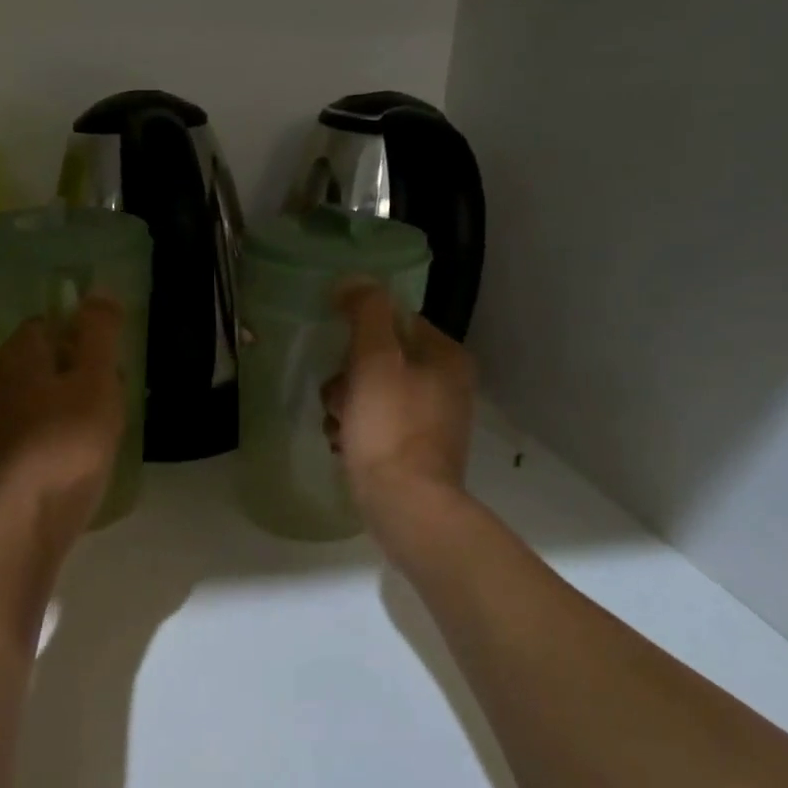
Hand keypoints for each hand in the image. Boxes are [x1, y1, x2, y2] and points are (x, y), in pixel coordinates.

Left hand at [0, 295, 126, 552]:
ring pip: (42, 392)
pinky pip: (41, 424)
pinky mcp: (11, 454)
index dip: (77, 329)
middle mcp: (2, 382)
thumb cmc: (71, 438)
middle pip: (42, 358)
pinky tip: (85, 442)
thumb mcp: (95, 377)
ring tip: (104, 413)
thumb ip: (99, 332)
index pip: (45, 323)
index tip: (107, 349)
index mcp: (19, 357)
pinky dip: (63, 424)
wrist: (38, 512)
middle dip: (76, 363)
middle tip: (111, 381)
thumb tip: (100, 290)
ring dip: (71, 395)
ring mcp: (3, 421)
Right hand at [323, 281, 476, 517]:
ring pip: (373, 394)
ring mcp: (434, 420)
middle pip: (380, 360)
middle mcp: (447, 384)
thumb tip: (354, 280)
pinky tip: (345, 446)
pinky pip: (378, 425)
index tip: (341, 360)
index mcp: (446, 356)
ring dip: (346, 406)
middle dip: (348, 379)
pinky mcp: (418, 451)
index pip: (394, 322)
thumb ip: (366, 313)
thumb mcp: (374, 360)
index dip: (359, 336)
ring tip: (340, 429)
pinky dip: (357, 432)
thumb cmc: (389, 428)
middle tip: (339, 401)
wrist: (407, 506)